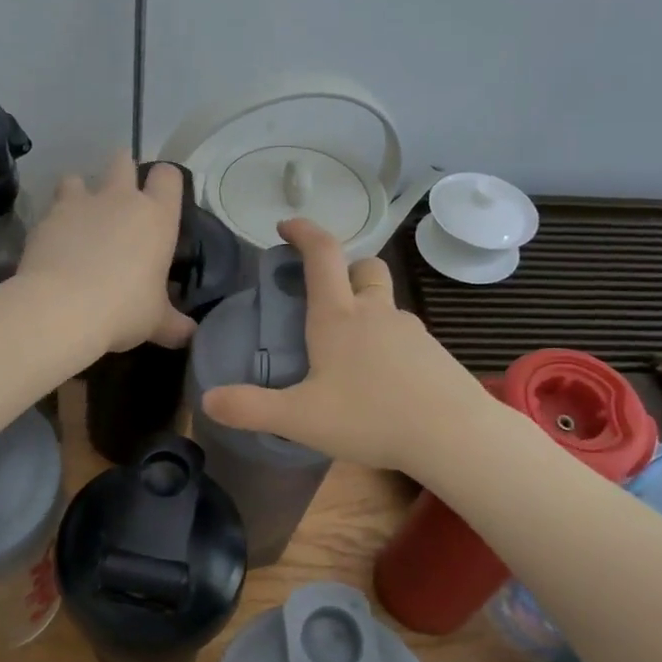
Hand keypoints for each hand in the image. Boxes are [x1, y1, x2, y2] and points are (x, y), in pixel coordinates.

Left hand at [19, 152, 196, 354]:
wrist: (62, 308)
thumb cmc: (123, 310)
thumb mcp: (155, 322)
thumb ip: (174, 324)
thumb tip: (191, 335)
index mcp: (156, 217)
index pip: (168, 176)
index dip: (165, 181)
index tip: (160, 198)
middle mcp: (120, 199)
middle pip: (122, 161)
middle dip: (121, 172)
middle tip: (120, 201)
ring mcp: (80, 203)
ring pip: (78, 178)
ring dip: (79, 192)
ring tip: (78, 218)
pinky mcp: (46, 217)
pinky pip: (51, 208)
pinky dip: (53, 221)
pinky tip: (53, 245)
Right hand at [200, 218, 493, 474]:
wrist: (453, 435)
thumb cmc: (371, 417)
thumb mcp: (300, 418)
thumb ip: (251, 408)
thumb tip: (208, 399)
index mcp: (338, 317)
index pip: (322, 254)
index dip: (303, 232)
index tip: (286, 226)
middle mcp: (376, 313)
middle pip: (365, 268)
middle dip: (344, 269)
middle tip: (324, 295)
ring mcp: (411, 331)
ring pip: (385, 303)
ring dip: (365, 309)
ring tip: (347, 351)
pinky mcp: (433, 353)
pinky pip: (404, 334)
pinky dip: (386, 342)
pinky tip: (381, 380)